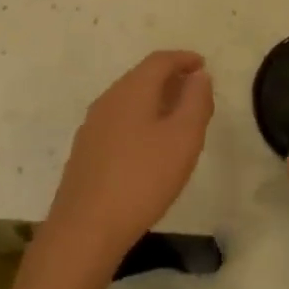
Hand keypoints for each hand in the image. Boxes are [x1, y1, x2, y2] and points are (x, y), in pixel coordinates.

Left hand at [44, 50, 214, 267]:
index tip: (203, 65)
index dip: (183, 59)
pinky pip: (119, 122)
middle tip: (195, 91)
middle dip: (170, 79)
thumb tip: (199, 75)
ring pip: (129, 100)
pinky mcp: (86, 152)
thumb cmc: (142, 179)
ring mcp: (92, 126)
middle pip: (142, 77)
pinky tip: (150, 146)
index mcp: (131, 90)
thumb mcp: (183, 139)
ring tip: (178, 118)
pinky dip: (140, 120)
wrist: (85, 230)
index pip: (159, 61)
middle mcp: (108, 100)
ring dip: (155, 101)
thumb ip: (195, 102)